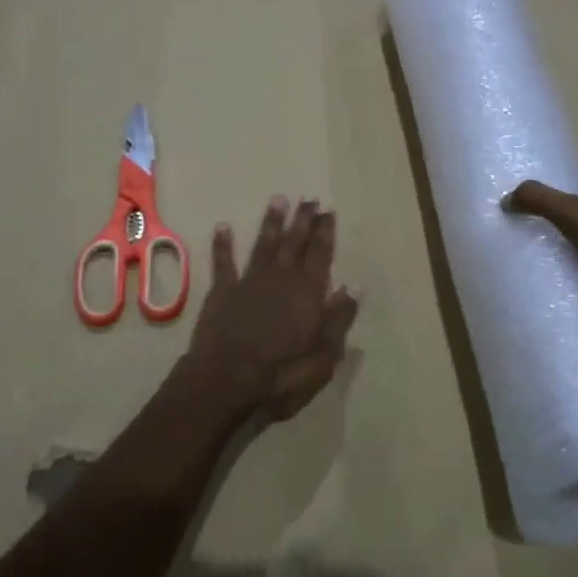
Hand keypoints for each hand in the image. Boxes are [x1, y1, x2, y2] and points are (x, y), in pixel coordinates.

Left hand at [183, 196, 359, 422]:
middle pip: (294, 242)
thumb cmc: (282, 373)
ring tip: (278, 199)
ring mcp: (249, 281)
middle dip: (303, 220)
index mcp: (308, 292)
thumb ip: (339, 318)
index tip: (328, 211)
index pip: (320, 254)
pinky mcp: (222, 291)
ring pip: (263, 244)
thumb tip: (355, 286)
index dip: (325, 232)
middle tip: (308, 198)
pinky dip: (223, 244)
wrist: (227, 379)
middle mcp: (281, 278)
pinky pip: (223, 262)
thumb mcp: (324, 355)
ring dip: (271, 222)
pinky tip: (223, 226)